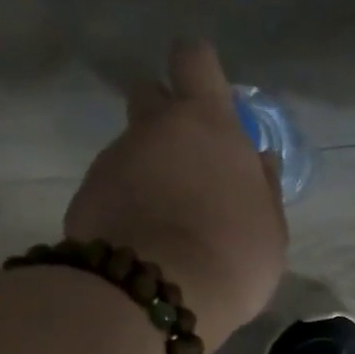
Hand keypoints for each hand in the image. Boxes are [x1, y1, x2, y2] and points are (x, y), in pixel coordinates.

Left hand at [64, 39, 287, 353]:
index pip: (194, 59)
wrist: (157, 294)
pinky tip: (141, 246)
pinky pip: (110, 191)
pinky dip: (124, 208)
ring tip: (165, 225)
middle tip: (185, 164)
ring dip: (145, 173)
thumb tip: (259, 162)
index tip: (207, 101)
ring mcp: (113, 161)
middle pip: (149, 93)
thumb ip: (263, 189)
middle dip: (164, 117)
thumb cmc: (232, 257)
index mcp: (207, 124)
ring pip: (130, 150)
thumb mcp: (270, 230)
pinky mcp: (85, 197)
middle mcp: (153, 128)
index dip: (199, 73)